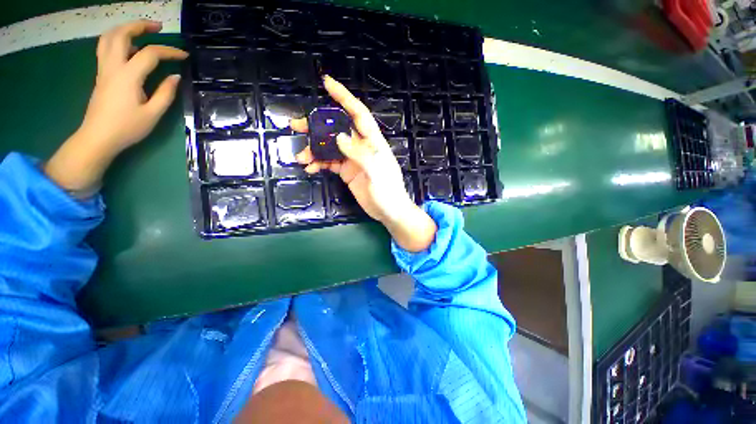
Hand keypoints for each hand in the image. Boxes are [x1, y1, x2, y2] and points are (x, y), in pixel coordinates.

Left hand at [45, 20, 187, 196]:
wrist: (98, 137)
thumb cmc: (127, 128)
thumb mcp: (153, 114)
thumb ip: (165, 93)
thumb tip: (176, 77)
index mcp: (128, 76)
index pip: (151, 54)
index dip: (169, 51)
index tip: (184, 56)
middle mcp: (113, 66)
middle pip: (122, 35)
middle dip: (140, 26)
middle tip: (158, 27)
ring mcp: (104, 69)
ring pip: (109, 38)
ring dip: (126, 29)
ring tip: (142, 32)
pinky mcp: (101, 75)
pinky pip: (106, 48)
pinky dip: (118, 40)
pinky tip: (130, 47)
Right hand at [292, 76, 436, 251]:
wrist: (389, 212)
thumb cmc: (388, 192)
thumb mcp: (376, 172)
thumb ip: (359, 154)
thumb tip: (339, 137)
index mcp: (372, 142)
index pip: (358, 114)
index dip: (344, 97)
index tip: (327, 83)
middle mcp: (361, 147)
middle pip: (337, 129)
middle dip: (318, 125)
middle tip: (296, 125)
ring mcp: (352, 159)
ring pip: (330, 147)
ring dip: (314, 149)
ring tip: (300, 156)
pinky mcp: (347, 171)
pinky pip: (329, 163)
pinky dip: (318, 163)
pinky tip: (309, 168)